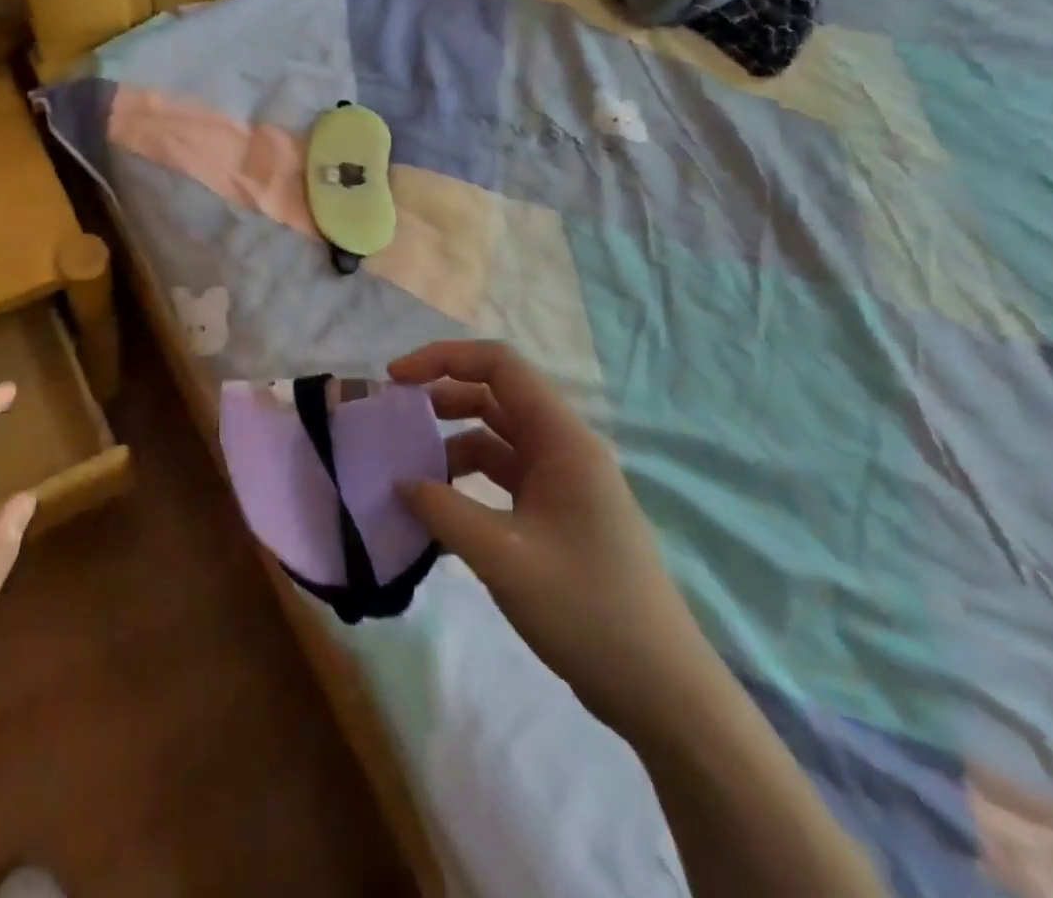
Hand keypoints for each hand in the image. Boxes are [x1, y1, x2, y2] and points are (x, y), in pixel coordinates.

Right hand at [391, 341, 726, 737]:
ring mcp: (561, 484)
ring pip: (494, 440)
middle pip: (493, 396)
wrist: (660, 694)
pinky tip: (436, 514)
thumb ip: (443, 510)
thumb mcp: (503, 556)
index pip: (499, 365)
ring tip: (407, 472)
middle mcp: (563, 449)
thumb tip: (400, 483)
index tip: (396, 378)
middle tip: (392, 419)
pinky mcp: (555, 516)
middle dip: (440, 398)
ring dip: (449, 446)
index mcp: (562, 440)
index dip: (443, 358)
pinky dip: (465, 485)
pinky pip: (501, 480)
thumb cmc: (587, 610)